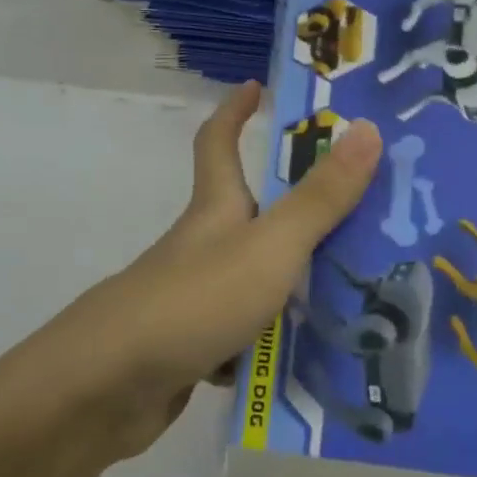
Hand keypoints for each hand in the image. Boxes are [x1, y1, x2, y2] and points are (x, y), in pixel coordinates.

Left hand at [35, 82, 381, 465]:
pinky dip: (276, 344)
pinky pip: (248, 336)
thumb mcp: (269, 245)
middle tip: (365, 210)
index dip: (234, 111)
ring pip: (257, 280)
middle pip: (251, 214)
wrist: (107, 389)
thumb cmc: (194, 300)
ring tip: (365, 293)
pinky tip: (318, 361)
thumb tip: (368, 128)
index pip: (217, 142)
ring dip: (298, 284)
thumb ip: (320, 198)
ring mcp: (195, 298)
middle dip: (298, 208)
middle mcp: (204, 246)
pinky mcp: (193, 347)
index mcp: (216, 209)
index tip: (256, 87)